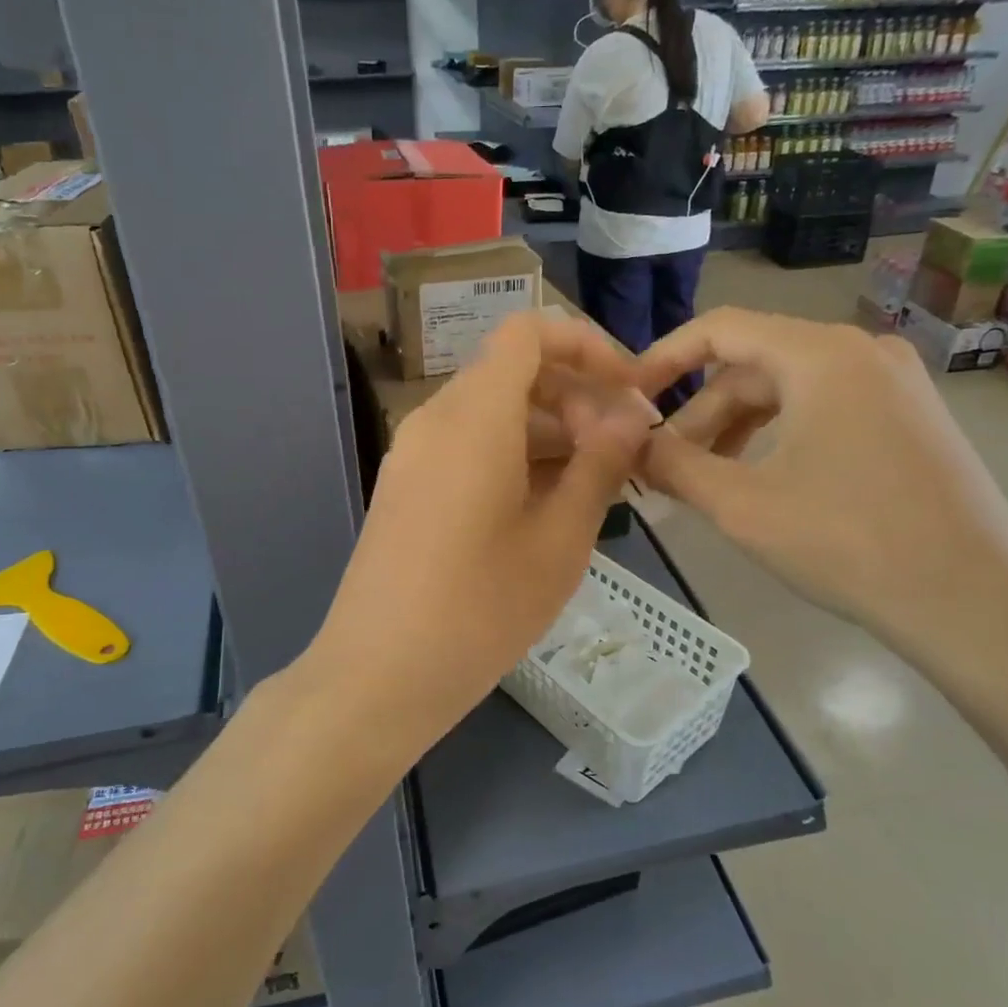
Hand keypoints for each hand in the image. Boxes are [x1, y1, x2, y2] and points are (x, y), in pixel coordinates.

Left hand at [309, 311, 656, 750]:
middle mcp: (435, 418)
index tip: (626, 390)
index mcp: (474, 415)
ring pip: (491, 412)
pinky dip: (512, 456)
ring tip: (596, 484)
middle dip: (575, 396)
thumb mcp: (560, 538)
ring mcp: (413, 453)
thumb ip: (599, 464)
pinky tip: (545, 506)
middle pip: (512, 372)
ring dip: (547, 431)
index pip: (527, 332)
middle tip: (622, 452)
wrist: (377, 674)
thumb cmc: (481, 608)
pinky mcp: (405, 487)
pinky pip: (466, 446)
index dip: (585, 345)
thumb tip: (629, 414)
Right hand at [634, 308, 1007, 660]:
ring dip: (736, 430)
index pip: (720, 328)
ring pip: (789, 391)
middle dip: (700, 414)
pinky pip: (825, 409)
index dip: (663, 359)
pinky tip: (762, 482)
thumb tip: (629, 446)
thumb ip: (674, 466)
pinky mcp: (910, 419)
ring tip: (704, 481)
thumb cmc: (850, 543)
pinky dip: (780, 437)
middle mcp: (860, 351)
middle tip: (662, 467)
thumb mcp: (742, 505)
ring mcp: (894, 384)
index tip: (627, 401)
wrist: (977, 603)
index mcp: (820, 354)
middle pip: (753, 365)